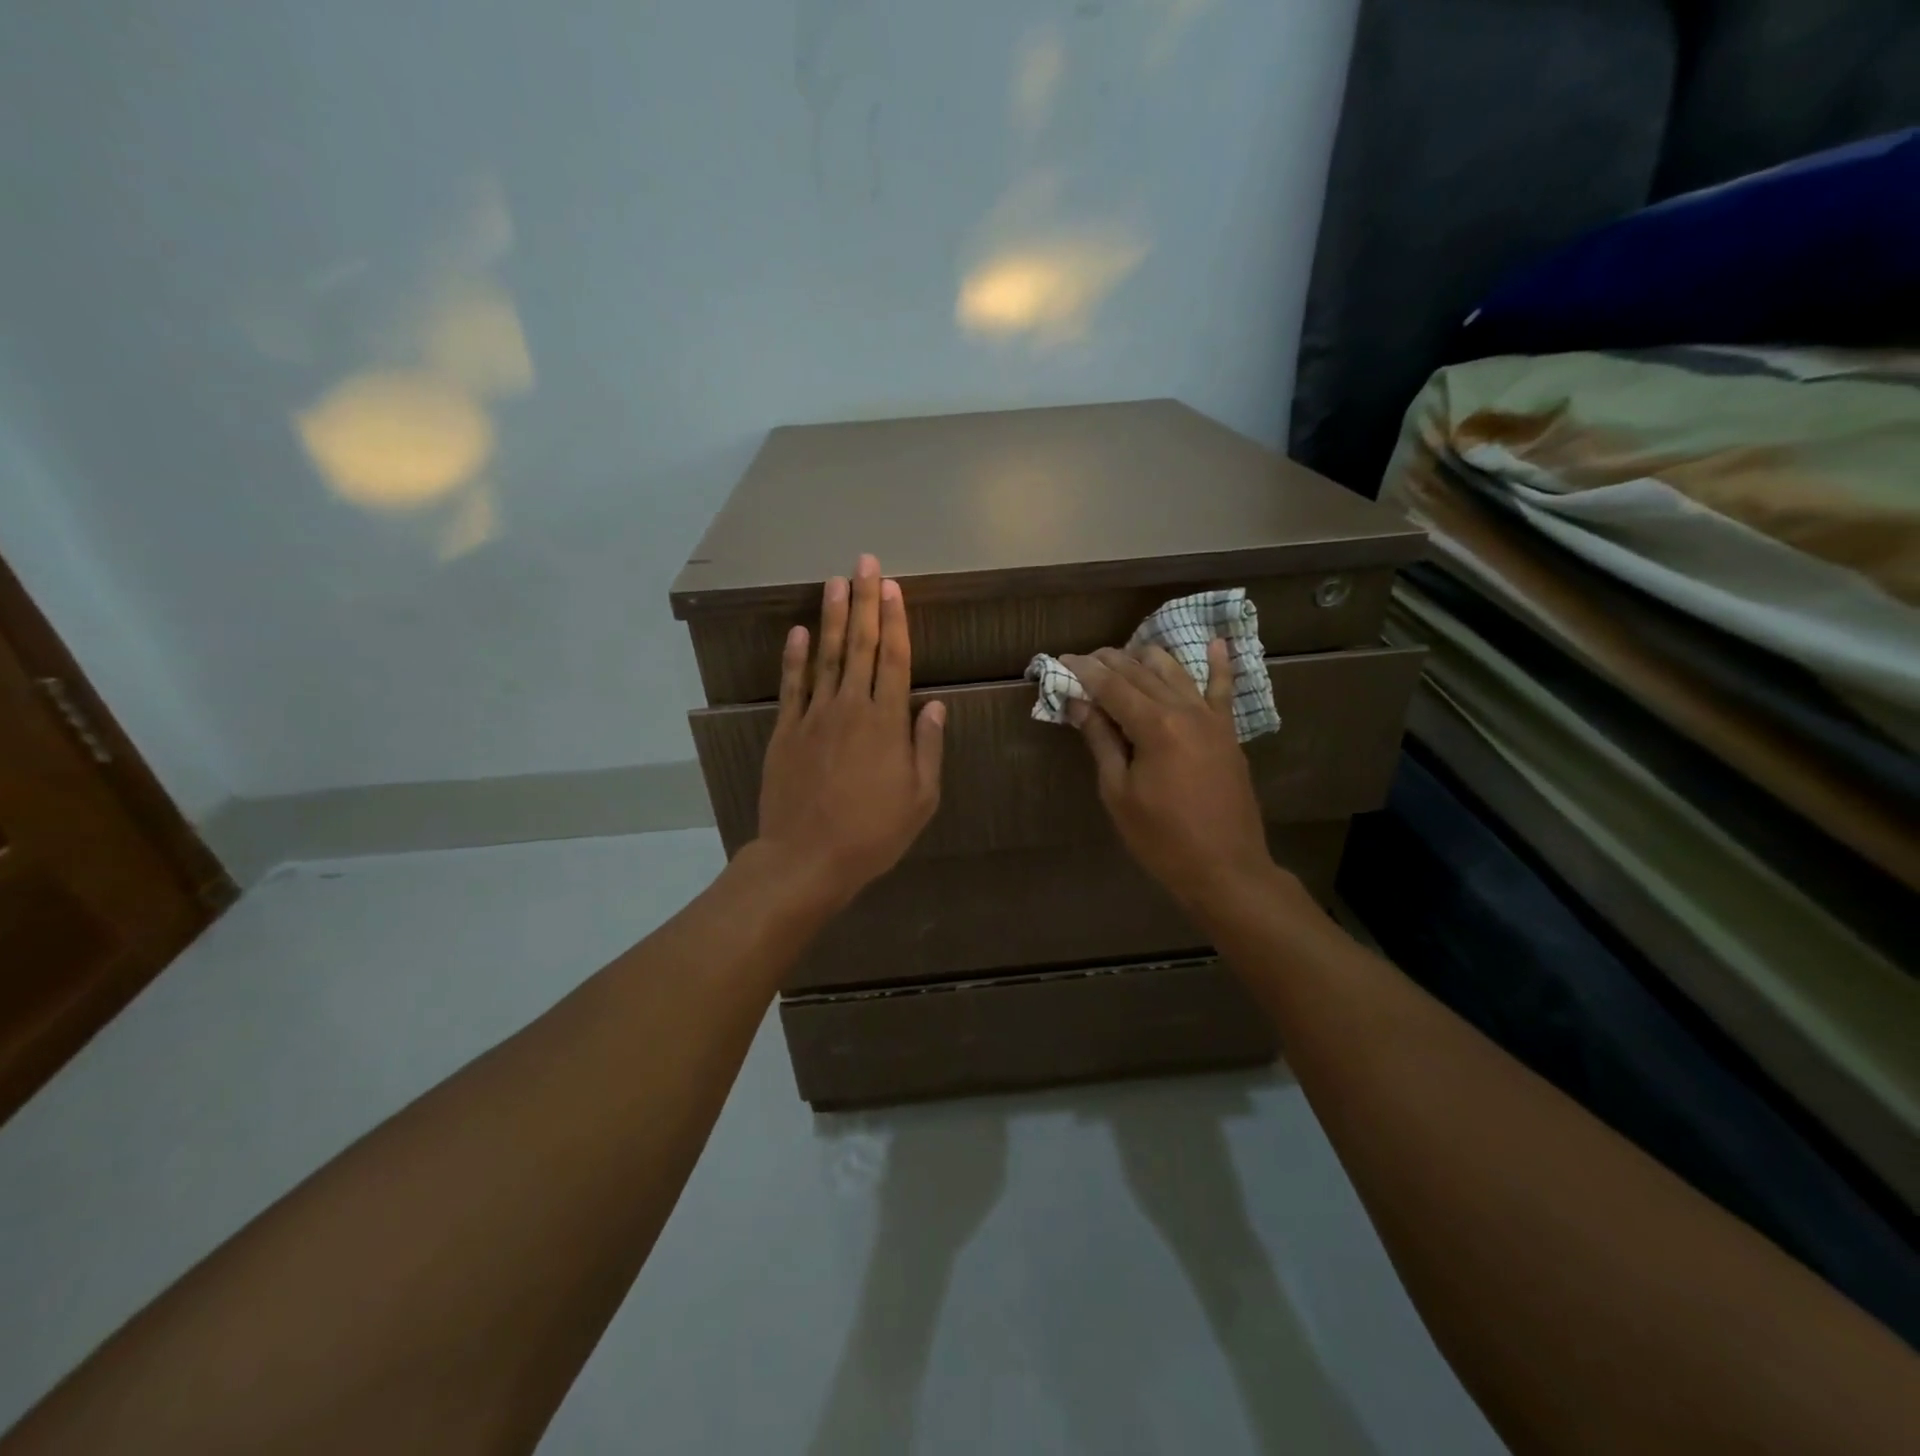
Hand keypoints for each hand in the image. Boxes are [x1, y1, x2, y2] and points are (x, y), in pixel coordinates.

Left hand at [755, 554, 945, 904]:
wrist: (807, 858)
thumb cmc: (873, 833)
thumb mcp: (920, 798)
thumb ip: (927, 748)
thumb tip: (934, 706)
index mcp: (887, 722)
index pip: (895, 658)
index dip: (896, 619)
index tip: (893, 587)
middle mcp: (851, 707)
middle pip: (861, 645)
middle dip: (865, 601)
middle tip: (865, 563)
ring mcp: (814, 716)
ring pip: (825, 656)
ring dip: (832, 617)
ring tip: (835, 582)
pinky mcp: (785, 731)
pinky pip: (792, 686)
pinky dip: (794, 657)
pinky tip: (797, 632)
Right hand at [1059, 640, 1274, 914]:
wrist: (1225, 868)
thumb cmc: (1162, 838)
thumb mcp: (1118, 792)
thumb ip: (1101, 741)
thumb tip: (1079, 703)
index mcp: (1154, 726)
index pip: (1111, 685)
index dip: (1084, 671)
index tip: (1062, 660)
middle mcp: (1185, 710)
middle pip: (1141, 672)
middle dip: (1110, 661)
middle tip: (1084, 660)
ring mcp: (1211, 719)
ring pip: (1176, 672)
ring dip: (1148, 658)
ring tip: (1124, 655)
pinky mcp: (1228, 732)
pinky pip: (1223, 690)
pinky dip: (1219, 664)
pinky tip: (1216, 642)